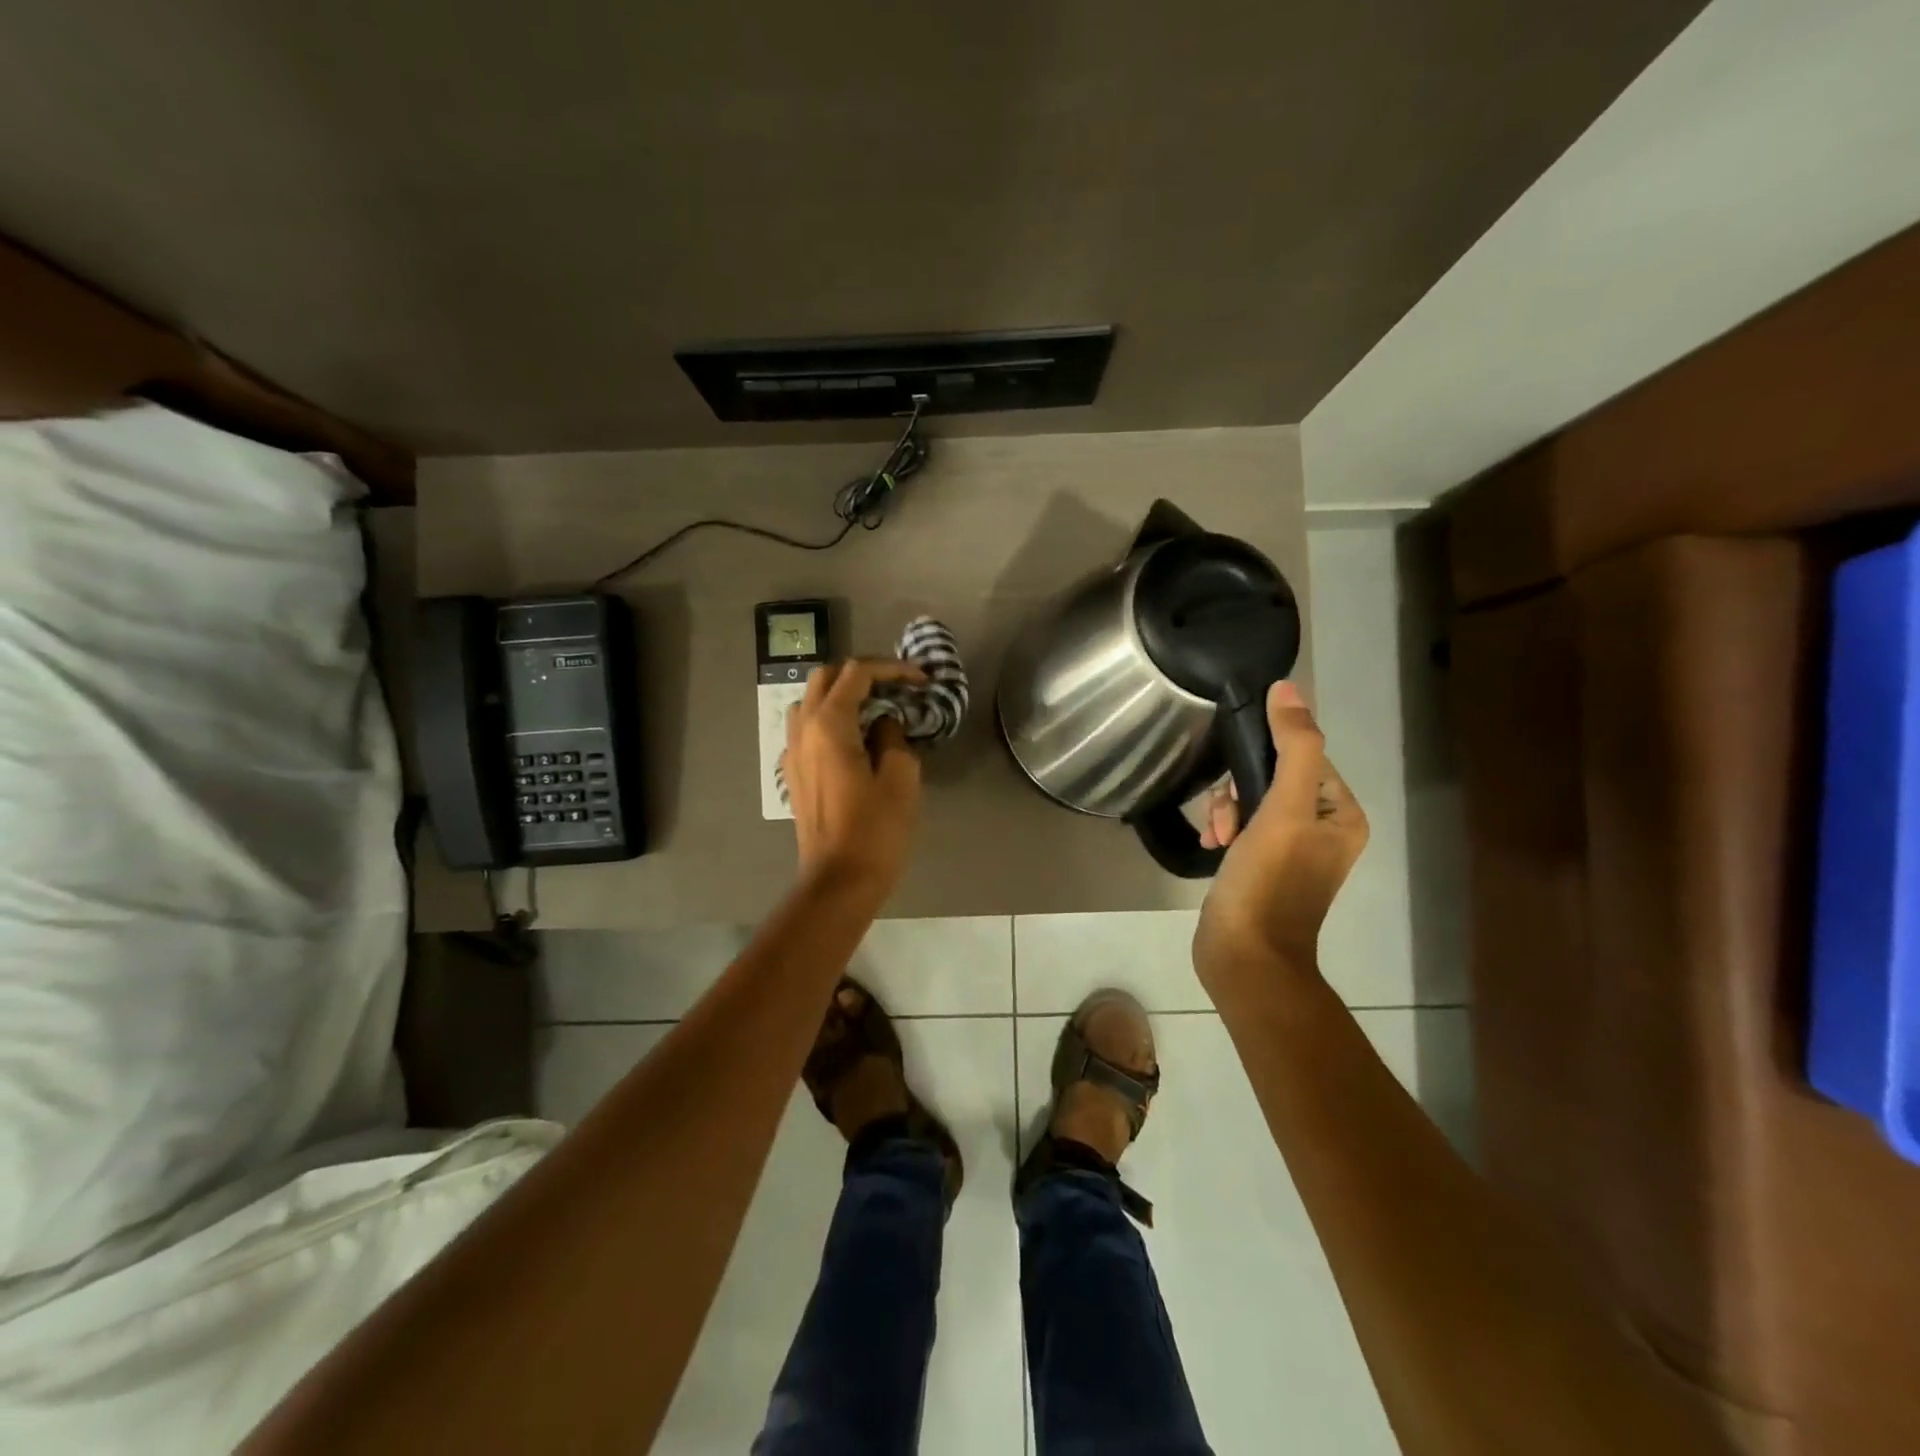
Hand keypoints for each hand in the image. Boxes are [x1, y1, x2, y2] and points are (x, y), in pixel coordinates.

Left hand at [783, 659, 925, 899]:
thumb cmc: (875, 830)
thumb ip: (893, 737)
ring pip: (810, 701)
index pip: (857, 673)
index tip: (921, 681)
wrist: (838, 881)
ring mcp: (792, 751)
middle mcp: (803, 730)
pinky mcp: (793, 773)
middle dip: (863, 674)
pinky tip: (854, 739)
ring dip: (841, 694)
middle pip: (826, 678)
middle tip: (897, 688)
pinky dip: (830, 719)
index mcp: (829, 725)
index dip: (892, 669)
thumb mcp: (900, 778)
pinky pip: (806, 728)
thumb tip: (884, 724)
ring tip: (874, 709)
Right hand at [1193, 681, 1367, 984]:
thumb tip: (1287, 689)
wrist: (1244, 955)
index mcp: (1341, 814)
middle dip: (1240, 791)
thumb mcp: (1283, 808)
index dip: (1264, 762)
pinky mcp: (1262, 866)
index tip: (1239, 788)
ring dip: (1227, 811)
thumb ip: (1292, 746)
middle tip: (1227, 818)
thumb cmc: (1269, 881)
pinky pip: (1242, 827)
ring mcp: (1291, 850)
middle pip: (1272, 777)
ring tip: (1217, 836)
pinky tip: (1212, 846)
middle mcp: (1322, 829)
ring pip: (1251, 801)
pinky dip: (1225, 831)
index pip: (1302, 756)